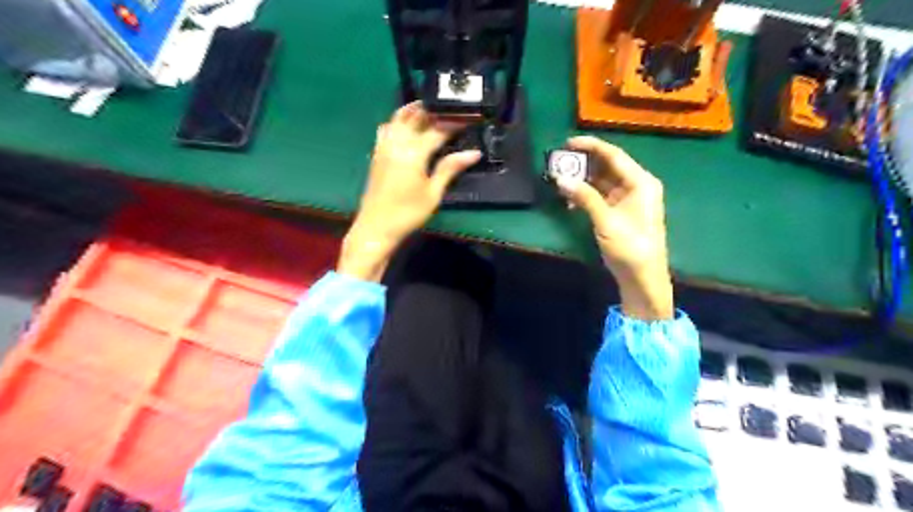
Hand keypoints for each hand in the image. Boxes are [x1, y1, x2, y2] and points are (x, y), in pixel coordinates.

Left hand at [337, 103, 480, 282]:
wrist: (376, 227)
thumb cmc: (408, 213)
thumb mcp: (433, 193)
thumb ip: (450, 168)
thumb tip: (474, 153)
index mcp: (414, 152)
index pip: (437, 129)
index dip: (454, 122)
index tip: (468, 118)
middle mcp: (397, 143)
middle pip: (416, 116)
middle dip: (434, 110)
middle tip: (451, 109)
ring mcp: (384, 146)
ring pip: (398, 117)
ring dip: (414, 110)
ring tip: (430, 109)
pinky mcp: (377, 153)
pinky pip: (386, 127)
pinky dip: (398, 120)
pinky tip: (406, 125)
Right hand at [554, 135, 672, 319]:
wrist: (643, 278)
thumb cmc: (630, 247)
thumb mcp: (606, 221)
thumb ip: (584, 197)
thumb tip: (560, 178)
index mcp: (641, 182)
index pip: (613, 155)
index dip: (590, 146)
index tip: (567, 143)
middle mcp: (636, 185)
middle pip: (607, 166)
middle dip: (583, 163)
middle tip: (559, 162)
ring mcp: (628, 198)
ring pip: (602, 181)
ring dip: (582, 180)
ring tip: (560, 180)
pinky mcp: (620, 211)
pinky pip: (601, 195)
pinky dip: (586, 195)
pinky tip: (570, 201)